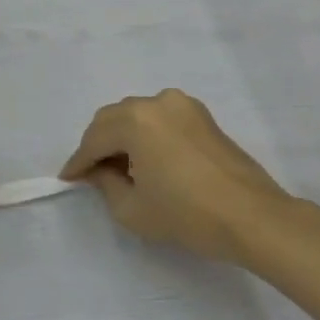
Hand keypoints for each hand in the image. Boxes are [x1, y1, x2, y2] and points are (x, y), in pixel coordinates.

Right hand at [60, 89, 294, 263]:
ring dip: (122, 137)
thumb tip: (99, 171)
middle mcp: (157, 102)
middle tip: (91, 174)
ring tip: (120, 169)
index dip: (78, 162)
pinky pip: (160, 119)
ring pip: (137, 116)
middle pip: (113, 119)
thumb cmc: (186, 215)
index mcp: (135, 120)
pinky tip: (146, 160)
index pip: (94, 139)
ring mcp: (183, 105)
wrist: (252, 217)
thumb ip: (105, 184)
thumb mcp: (132, 209)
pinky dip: (146, 134)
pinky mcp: (202, 116)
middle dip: (98, 145)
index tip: (68, 179)